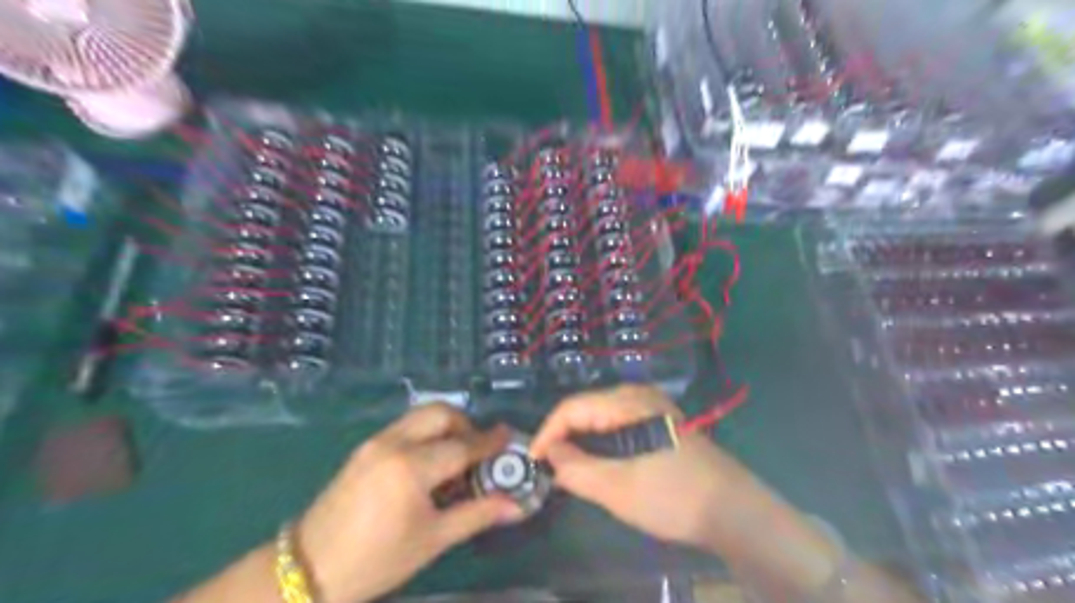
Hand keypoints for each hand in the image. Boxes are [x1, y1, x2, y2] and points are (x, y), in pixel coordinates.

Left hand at [298, 404, 525, 602]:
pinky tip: (428, 463)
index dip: (489, 443)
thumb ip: (477, 514)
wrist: (309, 569)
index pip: (462, 446)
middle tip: (478, 450)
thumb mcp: (432, 539)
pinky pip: (405, 426)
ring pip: (421, 415)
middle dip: (466, 424)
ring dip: (445, 426)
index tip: (509, 437)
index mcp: (411, 467)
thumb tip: (517, 506)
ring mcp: (375, 442)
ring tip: (455, 456)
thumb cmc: (377, 560)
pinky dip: (425, 433)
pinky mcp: (364, 447)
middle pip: (440, 413)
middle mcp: (394, 443)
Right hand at [528, 386, 750, 549]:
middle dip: (563, 437)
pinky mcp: (659, 421)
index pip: (572, 408)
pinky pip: (618, 425)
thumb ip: (576, 470)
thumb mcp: (617, 488)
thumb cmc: (672, 496)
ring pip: (601, 417)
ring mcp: (651, 406)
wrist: (733, 511)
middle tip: (549, 468)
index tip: (532, 462)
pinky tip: (598, 464)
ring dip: (581, 441)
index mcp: (627, 402)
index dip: (547, 433)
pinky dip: (601, 443)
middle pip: (586, 409)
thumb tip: (551, 455)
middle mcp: (638, 395)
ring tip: (568, 469)